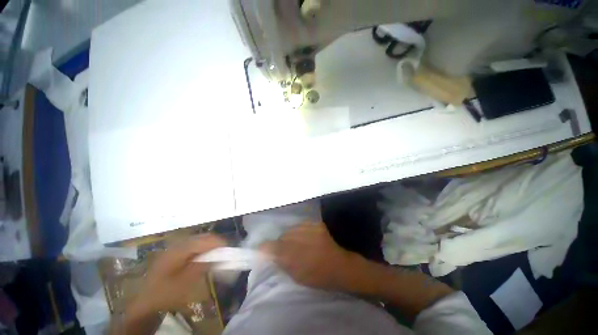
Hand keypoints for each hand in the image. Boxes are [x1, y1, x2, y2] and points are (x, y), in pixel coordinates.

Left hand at [130, 234, 225, 313]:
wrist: (144, 300)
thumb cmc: (165, 292)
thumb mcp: (185, 282)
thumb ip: (203, 266)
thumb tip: (219, 256)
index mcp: (180, 249)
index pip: (206, 239)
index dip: (220, 243)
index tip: (230, 251)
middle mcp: (179, 243)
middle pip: (204, 237)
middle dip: (217, 243)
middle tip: (226, 253)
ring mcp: (176, 247)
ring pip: (200, 240)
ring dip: (211, 245)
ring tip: (219, 255)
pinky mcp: (176, 252)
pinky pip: (195, 245)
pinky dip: (204, 249)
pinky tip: (206, 257)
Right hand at [261, 222, 355, 289]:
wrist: (340, 265)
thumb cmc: (318, 276)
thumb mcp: (297, 276)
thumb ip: (282, 263)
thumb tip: (269, 254)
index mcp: (296, 256)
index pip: (273, 247)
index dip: (265, 247)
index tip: (261, 249)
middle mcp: (301, 239)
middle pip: (282, 236)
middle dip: (281, 242)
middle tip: (285, 249)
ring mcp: (310, 229)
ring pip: (291, 229)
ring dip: (290, 235)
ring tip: (297, 243)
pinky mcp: (316, 224)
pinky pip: (301, 225)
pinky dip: (300, 231)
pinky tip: (305, 237)